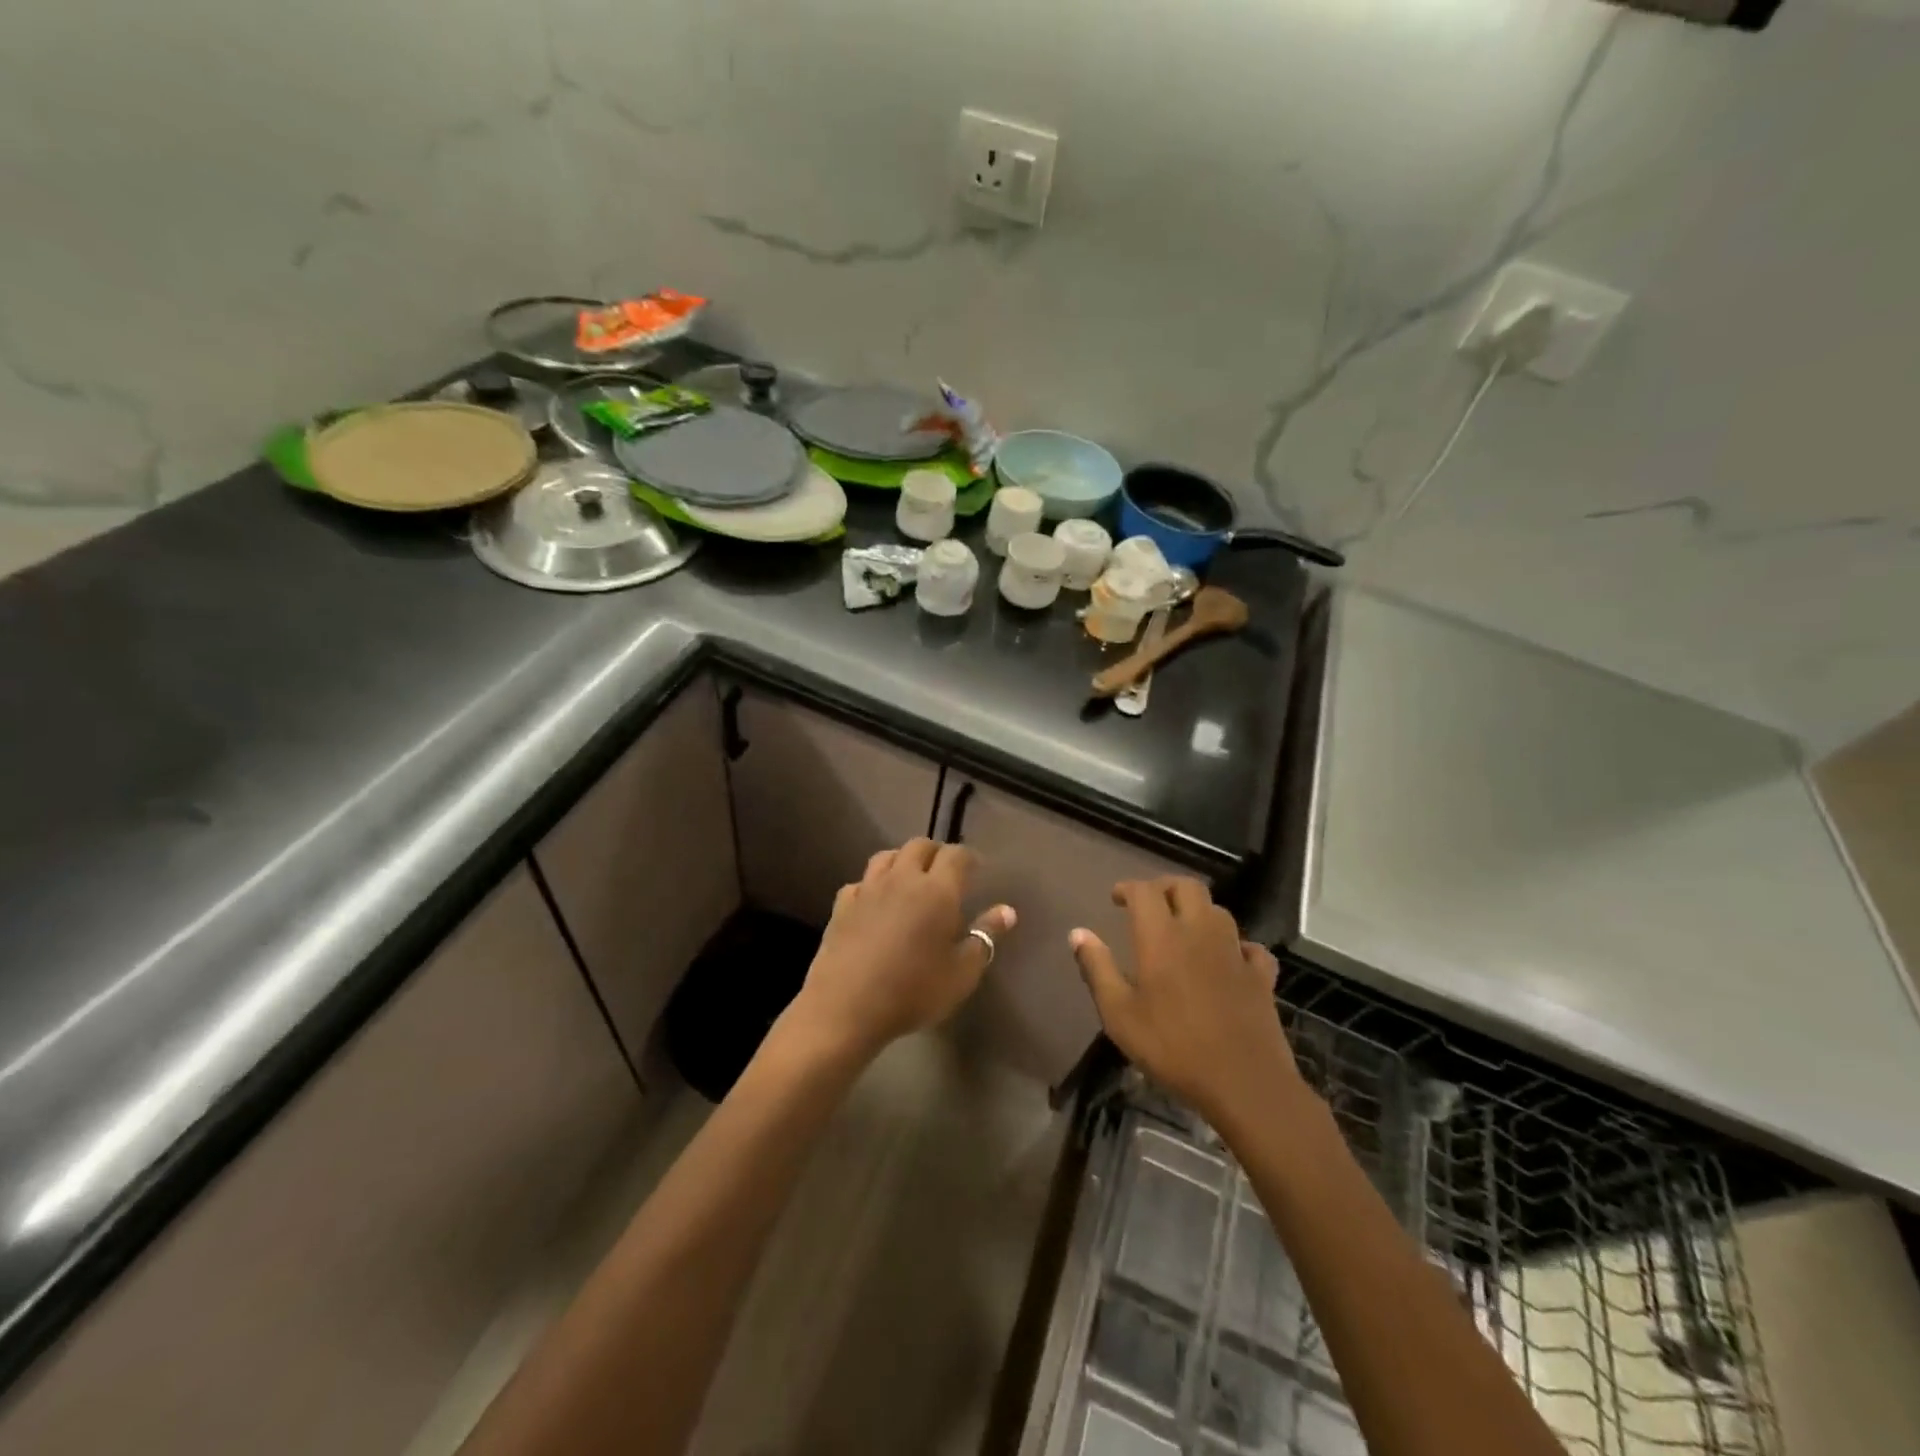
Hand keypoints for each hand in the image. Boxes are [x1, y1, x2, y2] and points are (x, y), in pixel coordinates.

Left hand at [787, 839, 1014, 1064]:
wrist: (846, 1007)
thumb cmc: (913, 992)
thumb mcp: (962, 974)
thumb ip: (985, 938)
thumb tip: (1007, 911)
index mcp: (937, 891)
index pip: (957, 855)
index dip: (969, 858)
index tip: (976, 870)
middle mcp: (902, 879)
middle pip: (920, 846)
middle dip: (936, 852)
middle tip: (945, 872)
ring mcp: (868, 889)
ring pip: (886, 856)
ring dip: (902, 860)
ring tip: (911, 879)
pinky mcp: (842, 905)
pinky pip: (860, 882)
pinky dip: (872, 885)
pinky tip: (875, 902)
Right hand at [1071, 878, 1306, 1133]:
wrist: (1244, 1082)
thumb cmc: (1172, 1047)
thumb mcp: (1119, 1014)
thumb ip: (1097, 968)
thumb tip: (1077, 933)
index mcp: (1162, 936)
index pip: (1144, 891)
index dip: (1128, 888)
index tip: (1116, 898)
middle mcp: (1200, 932)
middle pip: (1187, 886)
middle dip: (1165, 887)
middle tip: (1150, 905)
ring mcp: (1235, 952)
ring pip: (1218, 911)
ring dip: (1198, 911)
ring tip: (1183, 930)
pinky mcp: (1261, 976)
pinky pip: (1249, 947)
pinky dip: (1235, 946)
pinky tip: (1228, 961)